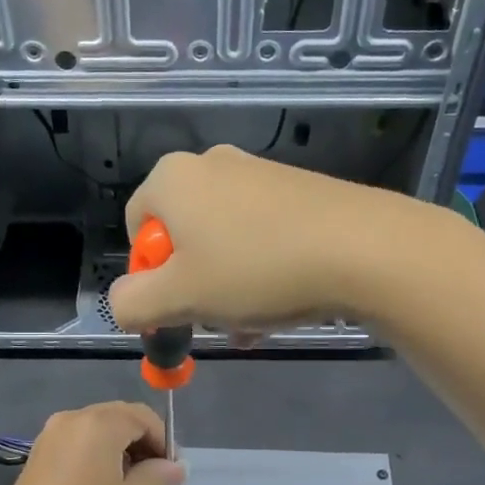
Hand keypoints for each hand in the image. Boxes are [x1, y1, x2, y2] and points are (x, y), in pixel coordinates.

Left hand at [0, 402, 184, 484]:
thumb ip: (156, 478)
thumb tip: (177, 467)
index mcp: (99, 425)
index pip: (142, 417)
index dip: (163, 440)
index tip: (171, 471)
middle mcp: (72, 419)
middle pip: (118, 417)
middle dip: (141, 440)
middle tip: (155, 476)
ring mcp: (49, 435)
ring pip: (96, 428)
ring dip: (118, 446)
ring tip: (129, 483)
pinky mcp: (37, 453)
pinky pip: (77, 440)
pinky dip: (95, 452)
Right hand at [108, 145, 407, 335]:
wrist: (362, 248)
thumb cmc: (255, 269)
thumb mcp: (179, 298)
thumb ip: (132, 304)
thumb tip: (122, 302)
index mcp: (173, 178)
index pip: (137, 227)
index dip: (149, 275)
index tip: (177, 306)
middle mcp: (212, 164)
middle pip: (183, 236)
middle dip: (193, 285)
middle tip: (217, 318)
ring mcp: (260, 173)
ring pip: (225, 241)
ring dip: (229, 286)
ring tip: (255, 320)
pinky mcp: (299, 189)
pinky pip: (262, 234)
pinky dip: (262, 269)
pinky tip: (284, 301)